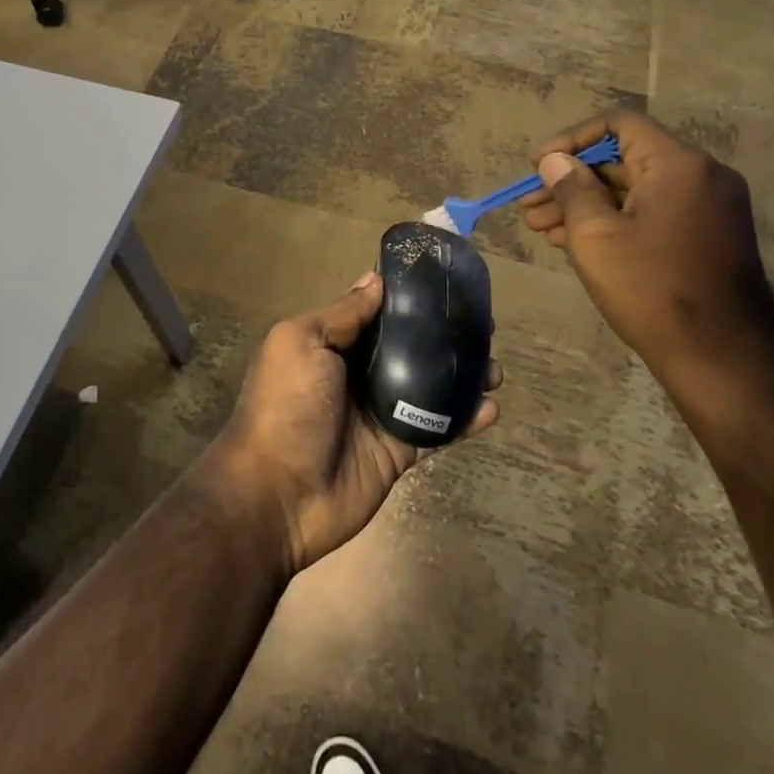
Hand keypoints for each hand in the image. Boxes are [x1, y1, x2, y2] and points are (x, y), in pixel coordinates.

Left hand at [207, 274, 501, 575]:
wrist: (278, 494)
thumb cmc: (286, 405)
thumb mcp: (301, 343)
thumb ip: (342, 314)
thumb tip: (375, 280)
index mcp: (331, 343)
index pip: (376, 312)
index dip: (408, 298)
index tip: (445, 282)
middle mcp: (357, 372)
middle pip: (409, 346)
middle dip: (444, 334)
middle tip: (483, 324)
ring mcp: (380, 412)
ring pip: (430, 384)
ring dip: (462, 373)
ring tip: (495, 365)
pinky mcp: (400, 448)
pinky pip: (437, 427)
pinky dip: (465, 417)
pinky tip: (491, 406)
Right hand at [520, 109, 773, 431]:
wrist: (721, 357)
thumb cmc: (650, 288)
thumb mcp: (594, 235)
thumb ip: (571, 188)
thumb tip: (555, 160)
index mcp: (678, 164)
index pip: (618, 124)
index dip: (571, 139)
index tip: (538, 165)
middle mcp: (701, 176)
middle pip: (623, 160)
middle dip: (570, 180)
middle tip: (529, 205)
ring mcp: (709, 207)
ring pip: (634, 190)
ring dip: (585, 204)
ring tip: (539, 228)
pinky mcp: (708, 236)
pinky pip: (652, 212)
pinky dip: (614, 220)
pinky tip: (573, 241)